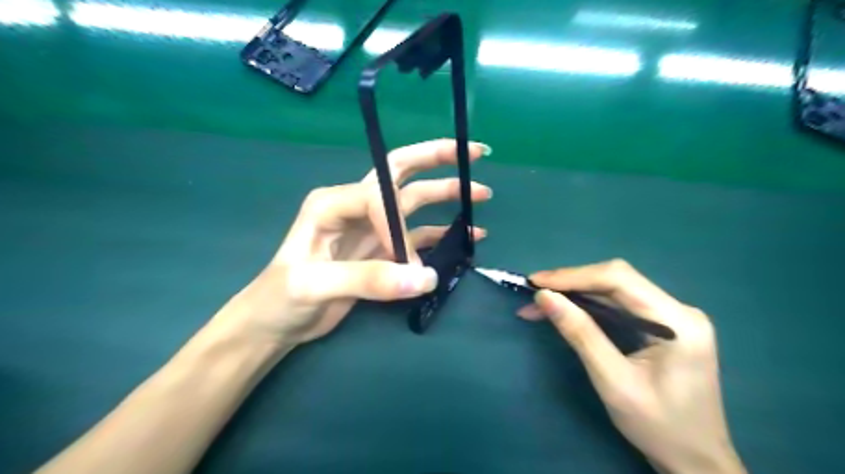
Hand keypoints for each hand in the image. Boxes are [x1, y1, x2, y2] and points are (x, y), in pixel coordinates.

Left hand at [212, 139, 496, 348]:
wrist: (275, 323)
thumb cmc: (281, 298)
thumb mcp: (315, 285)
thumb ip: (369, 279)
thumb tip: (426, 277)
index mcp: (333, 202)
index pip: (378, 197)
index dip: (398, 227)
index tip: (406, 263)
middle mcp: (355, 206)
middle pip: (400, 172)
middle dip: (436, 159)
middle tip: (474, 154)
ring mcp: (371, 227)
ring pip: (415, 202)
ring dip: (447, 195)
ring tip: (481, 193)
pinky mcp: (381, 250)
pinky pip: (417, 235)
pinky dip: (442, 233)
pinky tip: (467, 234)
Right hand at [523, 259, 745, 472]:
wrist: (695, 461)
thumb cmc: (659, 427)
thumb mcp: (613, 382)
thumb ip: (580, 334)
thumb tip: (545, 297)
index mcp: (678, 321)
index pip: (619, 279)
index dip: (574, 276)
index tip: (536, 283)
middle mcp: (678, 309)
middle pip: (616, 280)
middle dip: (571, 284)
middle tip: (534, 293)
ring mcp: (671, 316)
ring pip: (614, 291)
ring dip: (575, 294)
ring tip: (540, 303)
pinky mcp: (661, 325)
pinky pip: (619, 305)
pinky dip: (588, 306)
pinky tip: (565, 311)